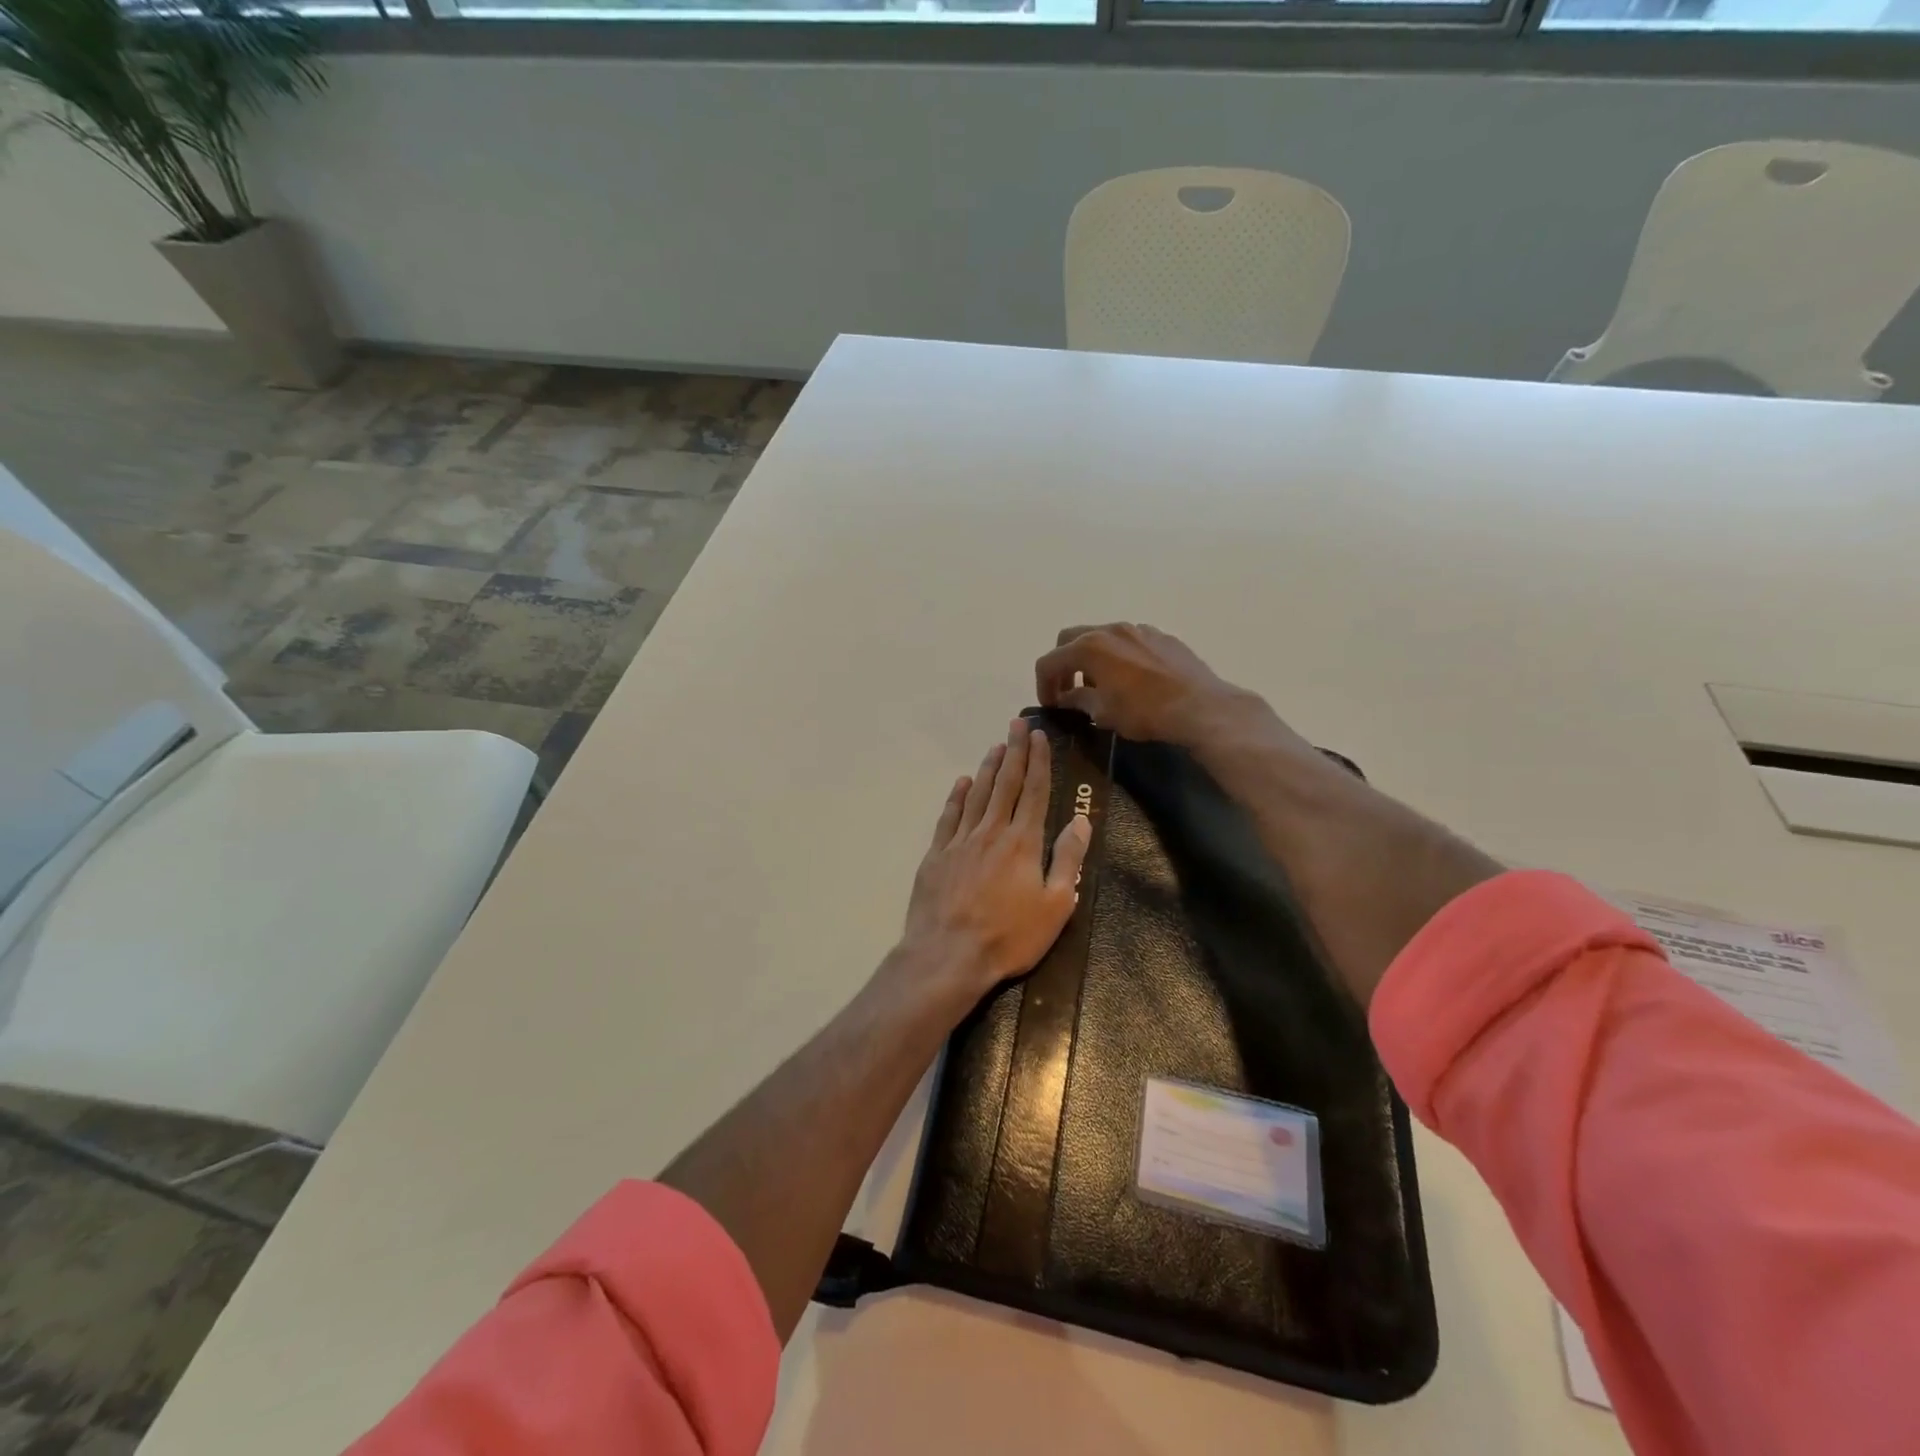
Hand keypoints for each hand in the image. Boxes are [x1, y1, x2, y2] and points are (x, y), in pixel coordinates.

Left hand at [894, 718, 1091, 1002]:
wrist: (948, 956)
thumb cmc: (1009, 936)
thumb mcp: (1056, 905)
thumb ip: (1068, 859)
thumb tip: (1081, 820)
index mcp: (1023, 842)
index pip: (1035, 791)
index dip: (1039, 761)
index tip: (1038, 735)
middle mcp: (991, 831)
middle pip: (1006, 783)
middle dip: (1014, 752)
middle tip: (1017, 723)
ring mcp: (960, 841)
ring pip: (977, 794)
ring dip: (988, 768)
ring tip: (996, 745)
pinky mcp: (936, 854)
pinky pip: (949, 816)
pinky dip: (956, 796)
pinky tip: (962, 782)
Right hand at [1034, 623, 1266, 747]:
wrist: (1200, 706)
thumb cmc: (1144, 712)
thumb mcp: (1103, 713)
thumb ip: (1079, 701)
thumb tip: (1067, 698)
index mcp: (1089, 647)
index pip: (1049, 661)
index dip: (1043, 684)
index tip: (1051, 705)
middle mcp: (1110, 629)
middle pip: (1070, 639)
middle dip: (1063, 664)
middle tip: (1068, 690)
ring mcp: (1138, 629)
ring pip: (1102, 637)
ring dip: (1091, 659)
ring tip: (1100, 686)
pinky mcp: (1161, 636)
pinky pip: (1129, 641)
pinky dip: (1118, 656)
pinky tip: (1130, 680)